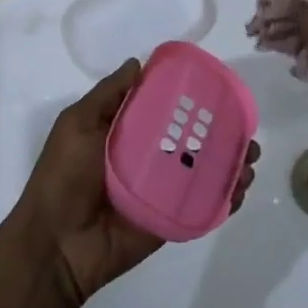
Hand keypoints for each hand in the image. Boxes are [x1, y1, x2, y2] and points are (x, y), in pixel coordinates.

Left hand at [9, 59, 256, 307]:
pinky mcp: (171, 218)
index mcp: (126, 133)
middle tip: (247, 131)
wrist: (57, 244)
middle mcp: (148, 158)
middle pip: (194, 140)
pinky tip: (241, 189)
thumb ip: (108, 95)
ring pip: (206, 172)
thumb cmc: (63, 177)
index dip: (193, 100)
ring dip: (232, 164)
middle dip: (224, 133)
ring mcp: (162, 191)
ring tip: (250, 161)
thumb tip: (138, 62)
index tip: (220, 91)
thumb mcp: (77, 125)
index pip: (167, 110)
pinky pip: (204, 205)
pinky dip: (227, 197)